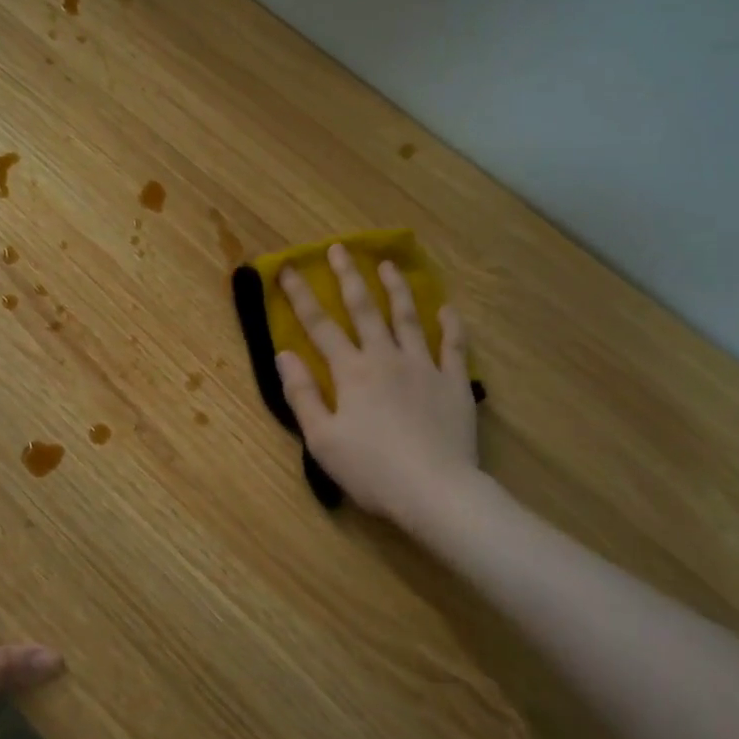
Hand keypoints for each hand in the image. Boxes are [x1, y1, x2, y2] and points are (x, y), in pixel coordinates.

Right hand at [276, 245, 478, 525]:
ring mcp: (424, 367)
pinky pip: (453, 346)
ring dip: (397, 289)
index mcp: (351, 372)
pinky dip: (450, 325)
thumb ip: (302, 394)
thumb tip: (284, 353)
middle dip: (349, 277)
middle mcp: (386, 358)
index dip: (301, 296)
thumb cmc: (371, 470)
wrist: (435, 490)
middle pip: (365, 309)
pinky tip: (447, 309)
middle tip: (340, 249)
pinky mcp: (454, 383)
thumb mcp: (322, 438)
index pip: (320, 325)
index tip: (288, 269)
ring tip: (389, 265)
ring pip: (408, 318)